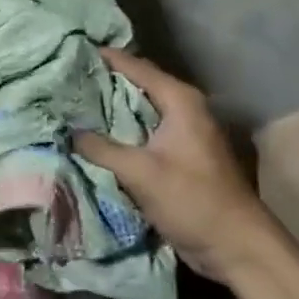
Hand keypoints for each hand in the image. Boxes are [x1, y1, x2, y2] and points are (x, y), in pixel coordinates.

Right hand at [75, 46, 281, 279]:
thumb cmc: (193, 200)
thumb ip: (101, 148)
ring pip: (137, 110)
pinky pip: (140, 132)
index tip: (69, 52)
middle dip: (101, 82)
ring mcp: (181, 132)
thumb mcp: (141, 172)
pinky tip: (91, 135)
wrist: (236, 246)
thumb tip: (67, 131)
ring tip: (70, 104)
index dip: (103, 58)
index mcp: (180, 100)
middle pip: (135, 84)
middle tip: (63, 79)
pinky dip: (118, 130)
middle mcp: (182, 108)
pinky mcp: (176, 155)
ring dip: (108, 109)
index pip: (135, 66)